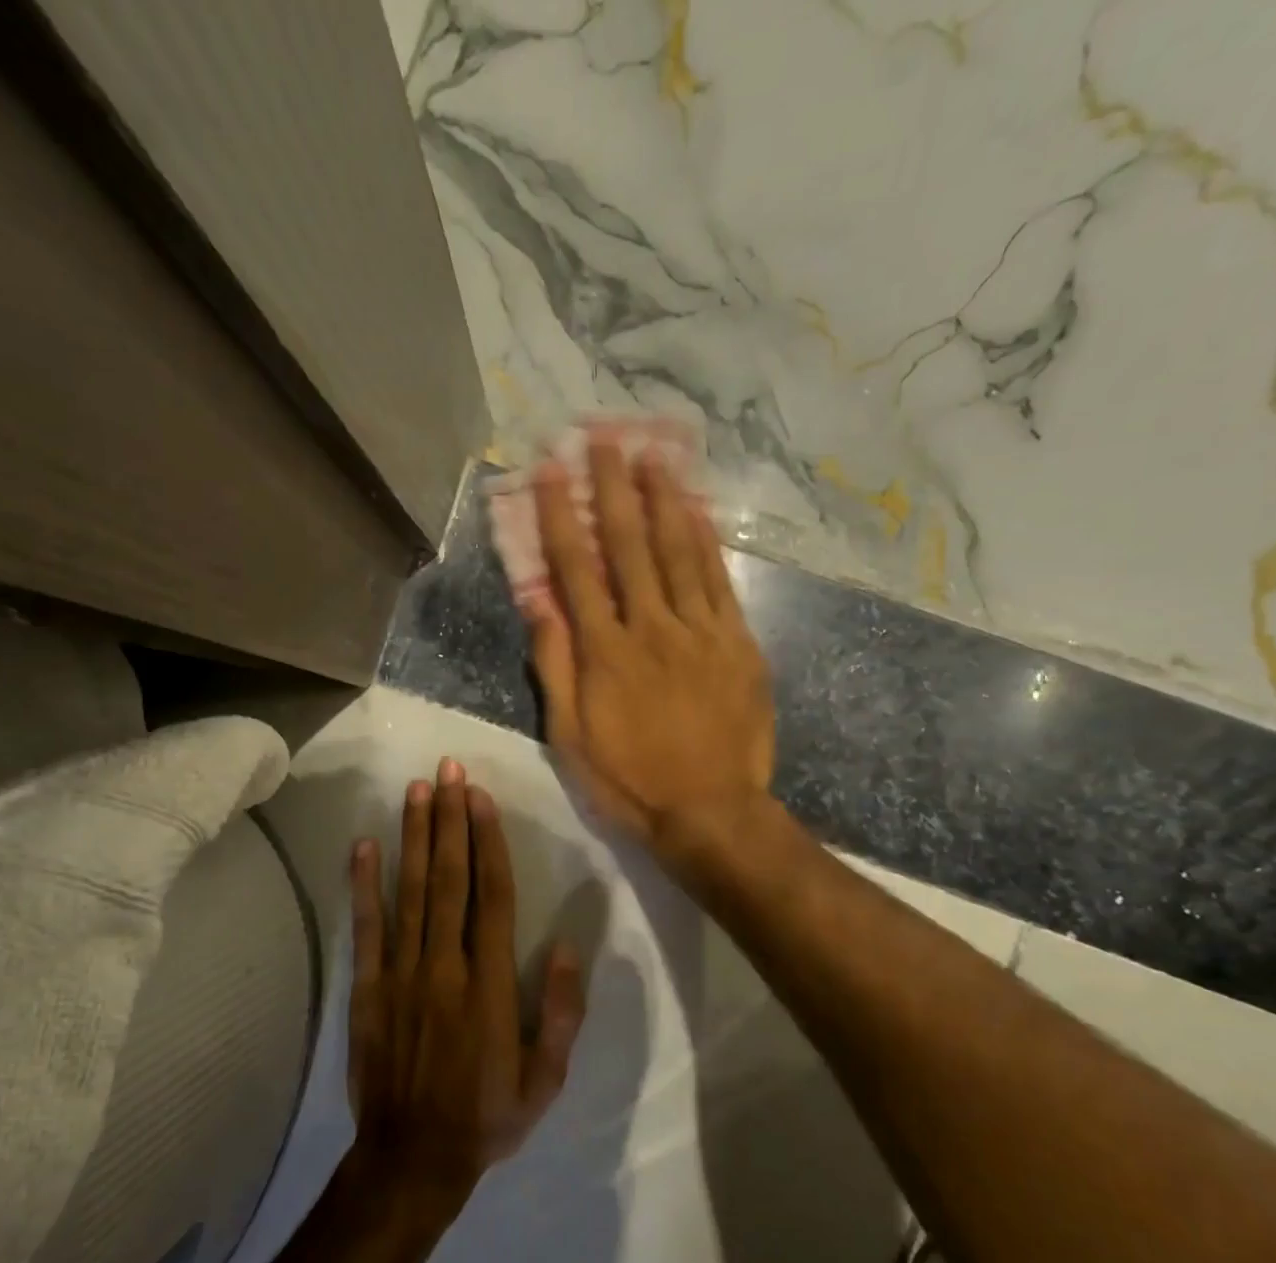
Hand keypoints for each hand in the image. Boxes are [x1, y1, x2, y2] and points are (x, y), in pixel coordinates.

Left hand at [347, 759, 586, 1205]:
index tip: (482, 798)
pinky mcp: (367, 988)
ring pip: (411, 892)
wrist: (411, 1160)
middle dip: (450, 820)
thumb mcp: (545, 1079)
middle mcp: (445, 966)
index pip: (493, 896)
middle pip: (449, 879)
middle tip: (448, 770)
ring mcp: (402, 974)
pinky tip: (364, 845)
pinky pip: (366, 928)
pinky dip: (364, 885)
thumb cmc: (487, 1116)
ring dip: (414, 837)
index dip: (488, 842)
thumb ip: (561, 1013)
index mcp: (490, 984)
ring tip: (416, 790)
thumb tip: (565, 947)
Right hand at [525, 441, 775, 856]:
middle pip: (629, 544)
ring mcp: (700, 631)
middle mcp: (651, 627)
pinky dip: (707, 541)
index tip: (550, 470)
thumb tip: (538, 602)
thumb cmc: (630, 779)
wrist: (711, 811)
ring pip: (679, 551)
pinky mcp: (737, 643)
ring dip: (663, 498)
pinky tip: (697, 509)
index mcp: (605, 651)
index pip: (576, 568)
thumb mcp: (571, 736)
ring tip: (652, 454)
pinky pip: (720, 581)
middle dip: (612, 488)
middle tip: (603, 438)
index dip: (560, 515)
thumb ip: (555, 665)